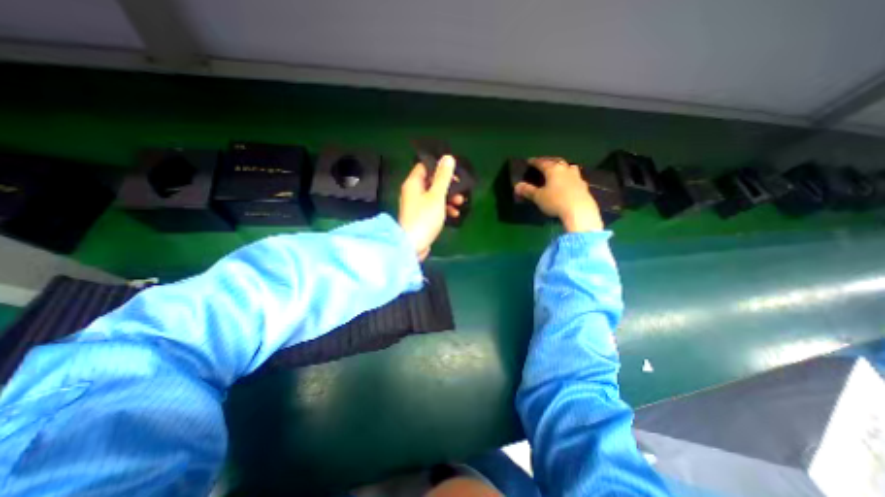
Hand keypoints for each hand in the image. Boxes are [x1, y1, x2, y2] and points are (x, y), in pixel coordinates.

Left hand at [400, 156, 466, 259]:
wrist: (413, 245)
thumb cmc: (424, 218)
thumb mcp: (437, 196)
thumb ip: (443, 177)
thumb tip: (447, 157)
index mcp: (413, 183)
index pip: (425, 167)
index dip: (439, 168)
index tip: (454, 173)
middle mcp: (413, 192)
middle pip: (432, 182)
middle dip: (448, 185)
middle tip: (461, 189)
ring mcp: (416, 205)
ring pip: (434, 195)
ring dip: (448, 198)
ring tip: (461, 203)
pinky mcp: (420, 217)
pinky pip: (433, 207)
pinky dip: (443, 208)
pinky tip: (454, 214)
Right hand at [516, 158, 605, 232]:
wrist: (579, 211)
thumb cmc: (555, 201)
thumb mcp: (538, 197)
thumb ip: (528, 190)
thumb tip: (516, 186)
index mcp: (553, 170)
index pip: (542, 163)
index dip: (534, 162)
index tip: (529, 161)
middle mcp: (566, 170)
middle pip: (557, 162)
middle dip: (549, 161)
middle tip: (544, 163)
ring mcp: (577, 177)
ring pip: (569, 167)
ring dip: (562, 167)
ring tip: (559, 170)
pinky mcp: (584, 186)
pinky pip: (575, 178)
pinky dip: (570, 178)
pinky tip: (569, 183)